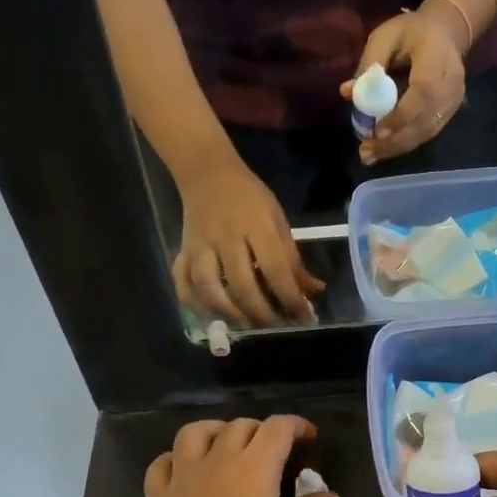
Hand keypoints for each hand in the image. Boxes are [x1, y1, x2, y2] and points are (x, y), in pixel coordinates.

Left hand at [139, 416, 341, 496]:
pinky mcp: (159, 496)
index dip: (297, 425)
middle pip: (240, 425)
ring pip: (195, 432)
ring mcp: (184, 475)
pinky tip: (186, 470)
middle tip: (274, 450)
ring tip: (227, 445)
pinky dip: (175, 459)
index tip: (309, 438)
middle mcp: (219, 459)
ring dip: (216, 431)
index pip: (278, 427)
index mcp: (256, 467)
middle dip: (261, 430)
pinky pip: (163, 463)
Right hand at [174, 156, 323, 326]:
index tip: (303, 317)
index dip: (290, 297)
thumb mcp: (278, 221)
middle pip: (242, 283)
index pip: (275, 269)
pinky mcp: (182, 250)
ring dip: (227, 311)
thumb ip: (293, 259)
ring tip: (245, 323)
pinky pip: (182, 281)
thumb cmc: (250, 198)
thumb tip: (314, 291)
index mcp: (257, 226)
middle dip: (261, 311)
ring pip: (208, 286)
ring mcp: (200, 245)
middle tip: (275, 324)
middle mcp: (227, 238)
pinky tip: (210, 315)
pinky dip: (193, 302)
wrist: (207, 173)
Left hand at [342, 5, 465, 164]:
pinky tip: (385, 150)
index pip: (424, 92)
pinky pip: (428, 133)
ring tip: (370, 156)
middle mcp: (451, 84)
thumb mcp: (386, 36)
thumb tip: (347, 92)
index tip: (377, 131)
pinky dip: (405, 144)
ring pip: (426, 132)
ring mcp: (454, 101)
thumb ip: (369, 64)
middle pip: (425, 120)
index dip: (401, 115)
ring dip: (397, 147)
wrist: (447, 32)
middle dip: (394, 140)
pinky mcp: (450, 112)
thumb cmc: (412, 31)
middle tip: (366, 151)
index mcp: (436, 59)